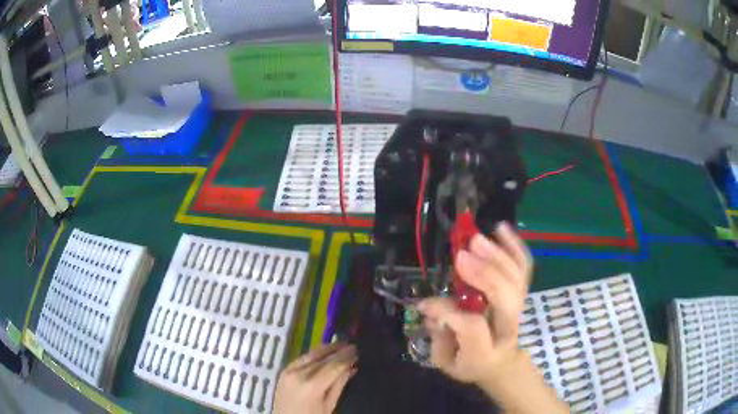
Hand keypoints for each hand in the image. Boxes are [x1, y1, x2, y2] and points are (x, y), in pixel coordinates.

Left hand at [274, 342, 356, 413]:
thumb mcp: (329, 405)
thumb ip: (339, 385)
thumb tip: (352, 368)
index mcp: (311, 386)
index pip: (333, 366)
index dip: (346, 358)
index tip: (357, 352)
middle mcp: (299, 374)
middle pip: (322, 358)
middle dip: (338, 351)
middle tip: (352, 345)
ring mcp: (289, 370)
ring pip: (311, 355)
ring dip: (327, 348)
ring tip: (341, 344)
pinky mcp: (284, 370)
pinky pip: (302, 358)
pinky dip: (314, 354)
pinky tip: (324, 351)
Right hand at [417, 222, 531, 385]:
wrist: (501, 363)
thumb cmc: (470, 362)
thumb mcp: (446, 360)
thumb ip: (438, 335)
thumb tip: (430, 306)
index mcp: (485, 352)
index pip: (473, 326)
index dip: (448, 310)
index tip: (427, 302)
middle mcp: (507, 329)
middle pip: (506, 298)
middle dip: (485, 275)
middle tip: (461, 256)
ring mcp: (518, 310)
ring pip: (516, 280)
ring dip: (497, 256)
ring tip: (476, 239)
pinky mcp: (521, 294)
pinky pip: (524, 268)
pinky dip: (515, 247)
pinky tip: (501, 229)